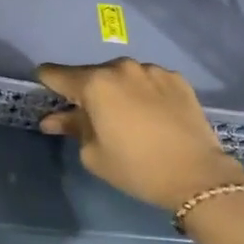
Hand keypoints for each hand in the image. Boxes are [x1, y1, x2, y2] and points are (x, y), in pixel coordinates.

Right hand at [37, 59, 243, 212]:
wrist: (197, 176)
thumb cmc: (135, 167)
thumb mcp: (93, 153)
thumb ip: (71, 128)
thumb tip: (53, 119)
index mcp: (94, 84)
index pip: (57, 74)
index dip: (47, 82)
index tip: (45, 91)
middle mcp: (121, 68)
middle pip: (91, 74)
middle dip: (85, 91)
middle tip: (89, 115)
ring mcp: (152, 70)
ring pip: (122, 76)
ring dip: (116, 90)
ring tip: (124, 116)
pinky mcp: (177, 79)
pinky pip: (148, 81)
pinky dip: (142, 92)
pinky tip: (150, 114)